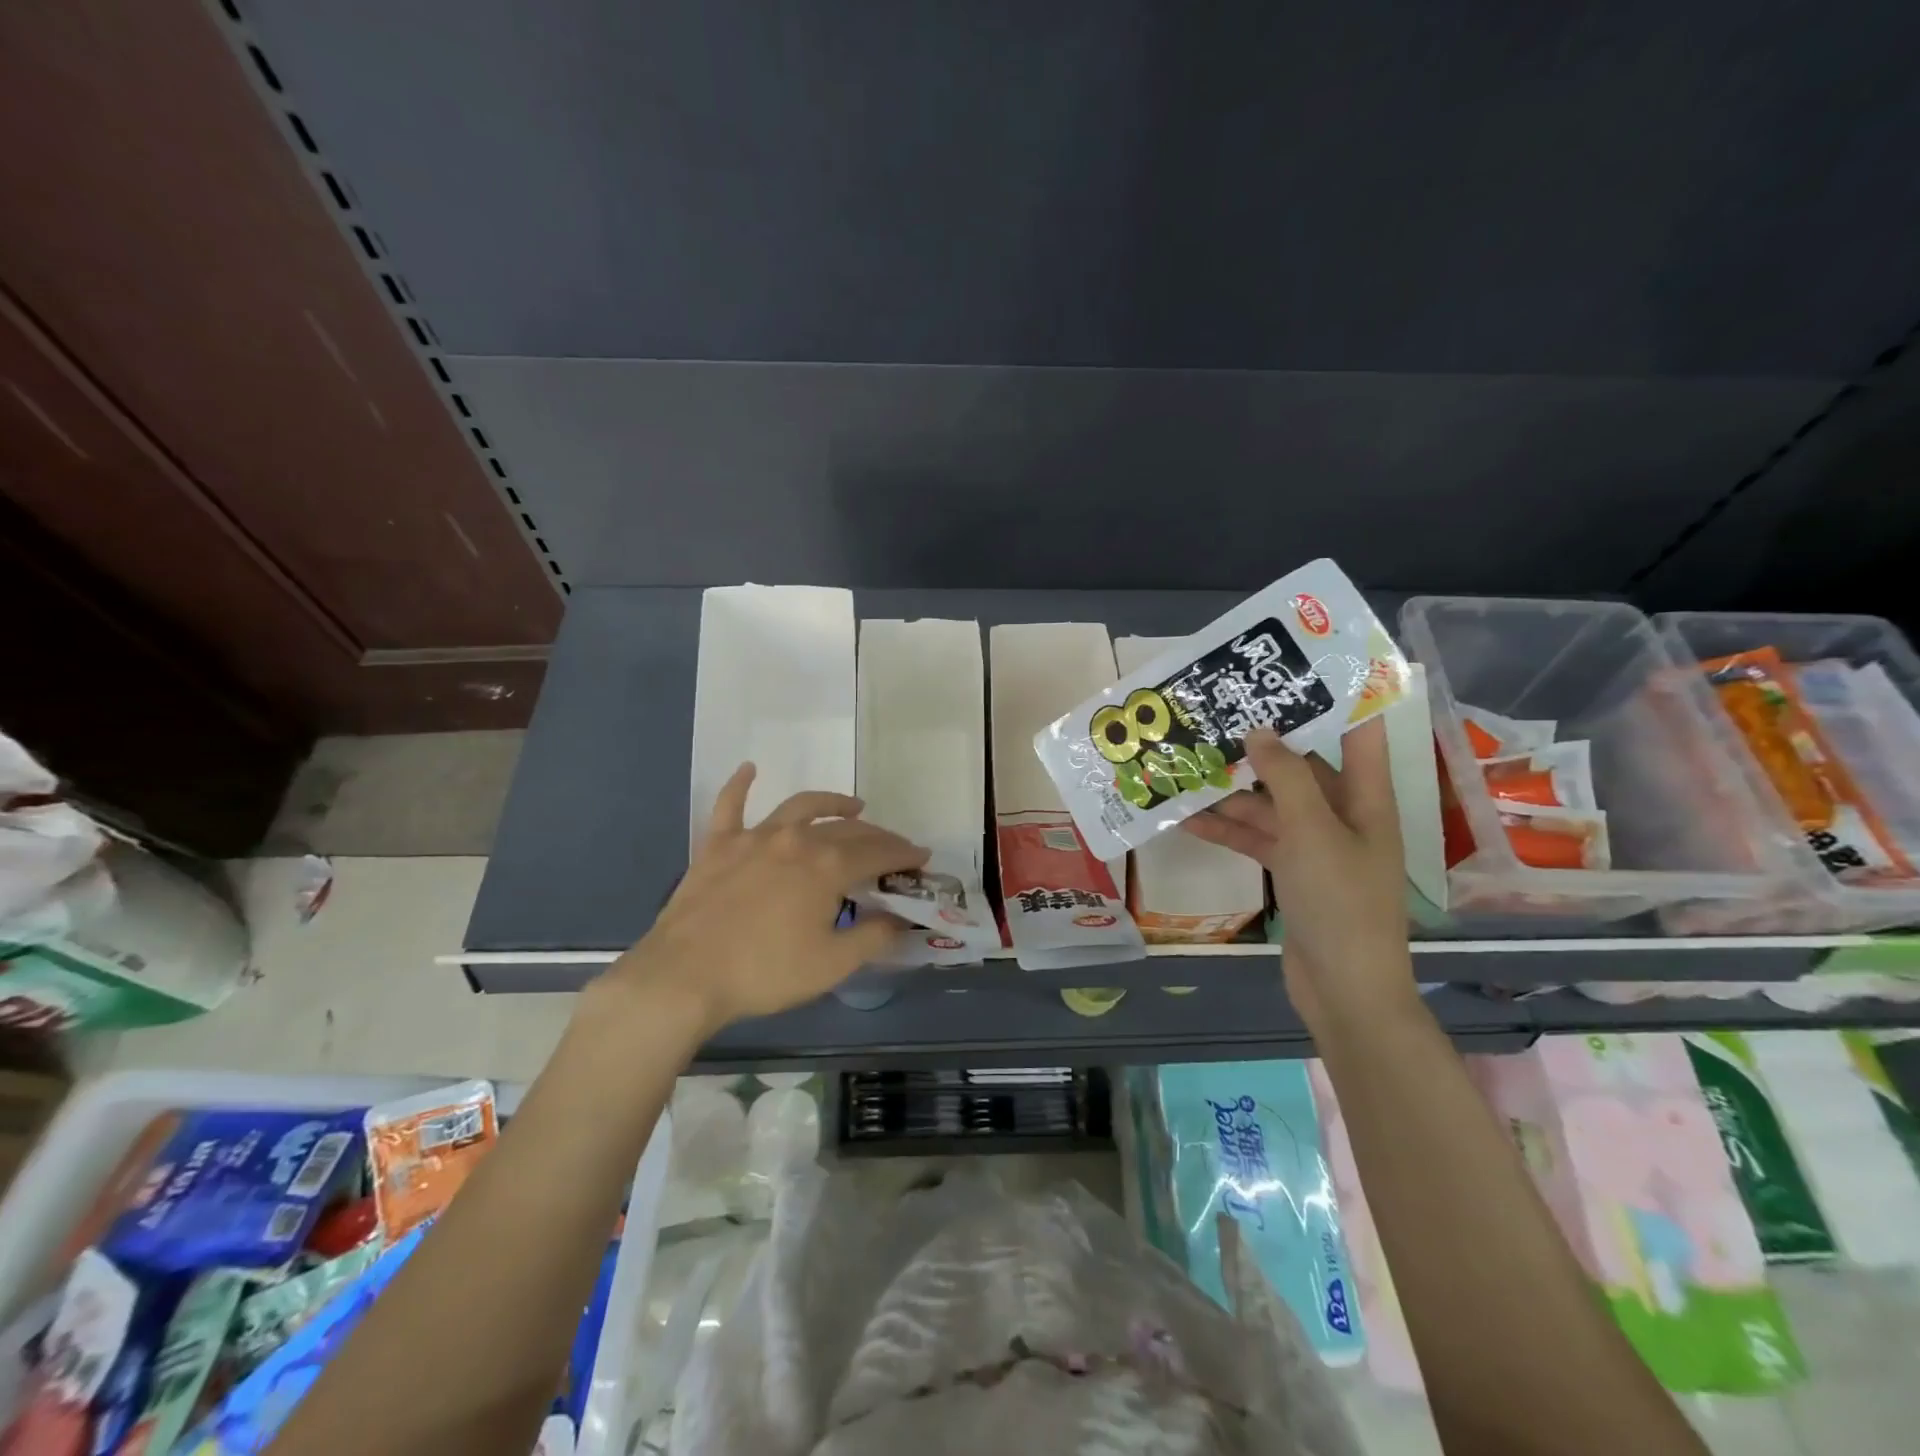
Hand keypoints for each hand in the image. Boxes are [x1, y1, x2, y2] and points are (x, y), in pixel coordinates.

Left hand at [602, 764, 928, 1033]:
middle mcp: (796, 839)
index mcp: (827, 866)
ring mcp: (754, 837)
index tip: (922, 857)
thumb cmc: (765, 972)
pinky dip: (740, 785)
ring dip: (831, 803)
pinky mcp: (718, 846)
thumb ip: (873, 937)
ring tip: (851, 806)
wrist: (685, 976)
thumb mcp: (832, 964)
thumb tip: (901, 919)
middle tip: (893, 847)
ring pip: (801, 807)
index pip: (878, 852)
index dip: (904, 854)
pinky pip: (730, 805)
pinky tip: (749, 769)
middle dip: (878, 836)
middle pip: (847, 829)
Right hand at [1180, 718, 1415, 1022]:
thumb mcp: (1313, 833)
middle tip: (1216, 715)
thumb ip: (1286, 778)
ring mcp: (1315, 846)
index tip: (1293, 671)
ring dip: (1233, 790)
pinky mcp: (1290, 873)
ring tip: (1188, 763)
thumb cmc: (1341, 902)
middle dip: (1261, 745)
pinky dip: (1226, 829)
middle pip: (1302, 767)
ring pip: (1270, 804)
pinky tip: (1187, 817)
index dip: (1335, 699)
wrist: (1344, 989)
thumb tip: (1259, 730)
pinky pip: (1256, 839)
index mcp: (1366, 799)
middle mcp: (1343, 815)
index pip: (1358, 734)